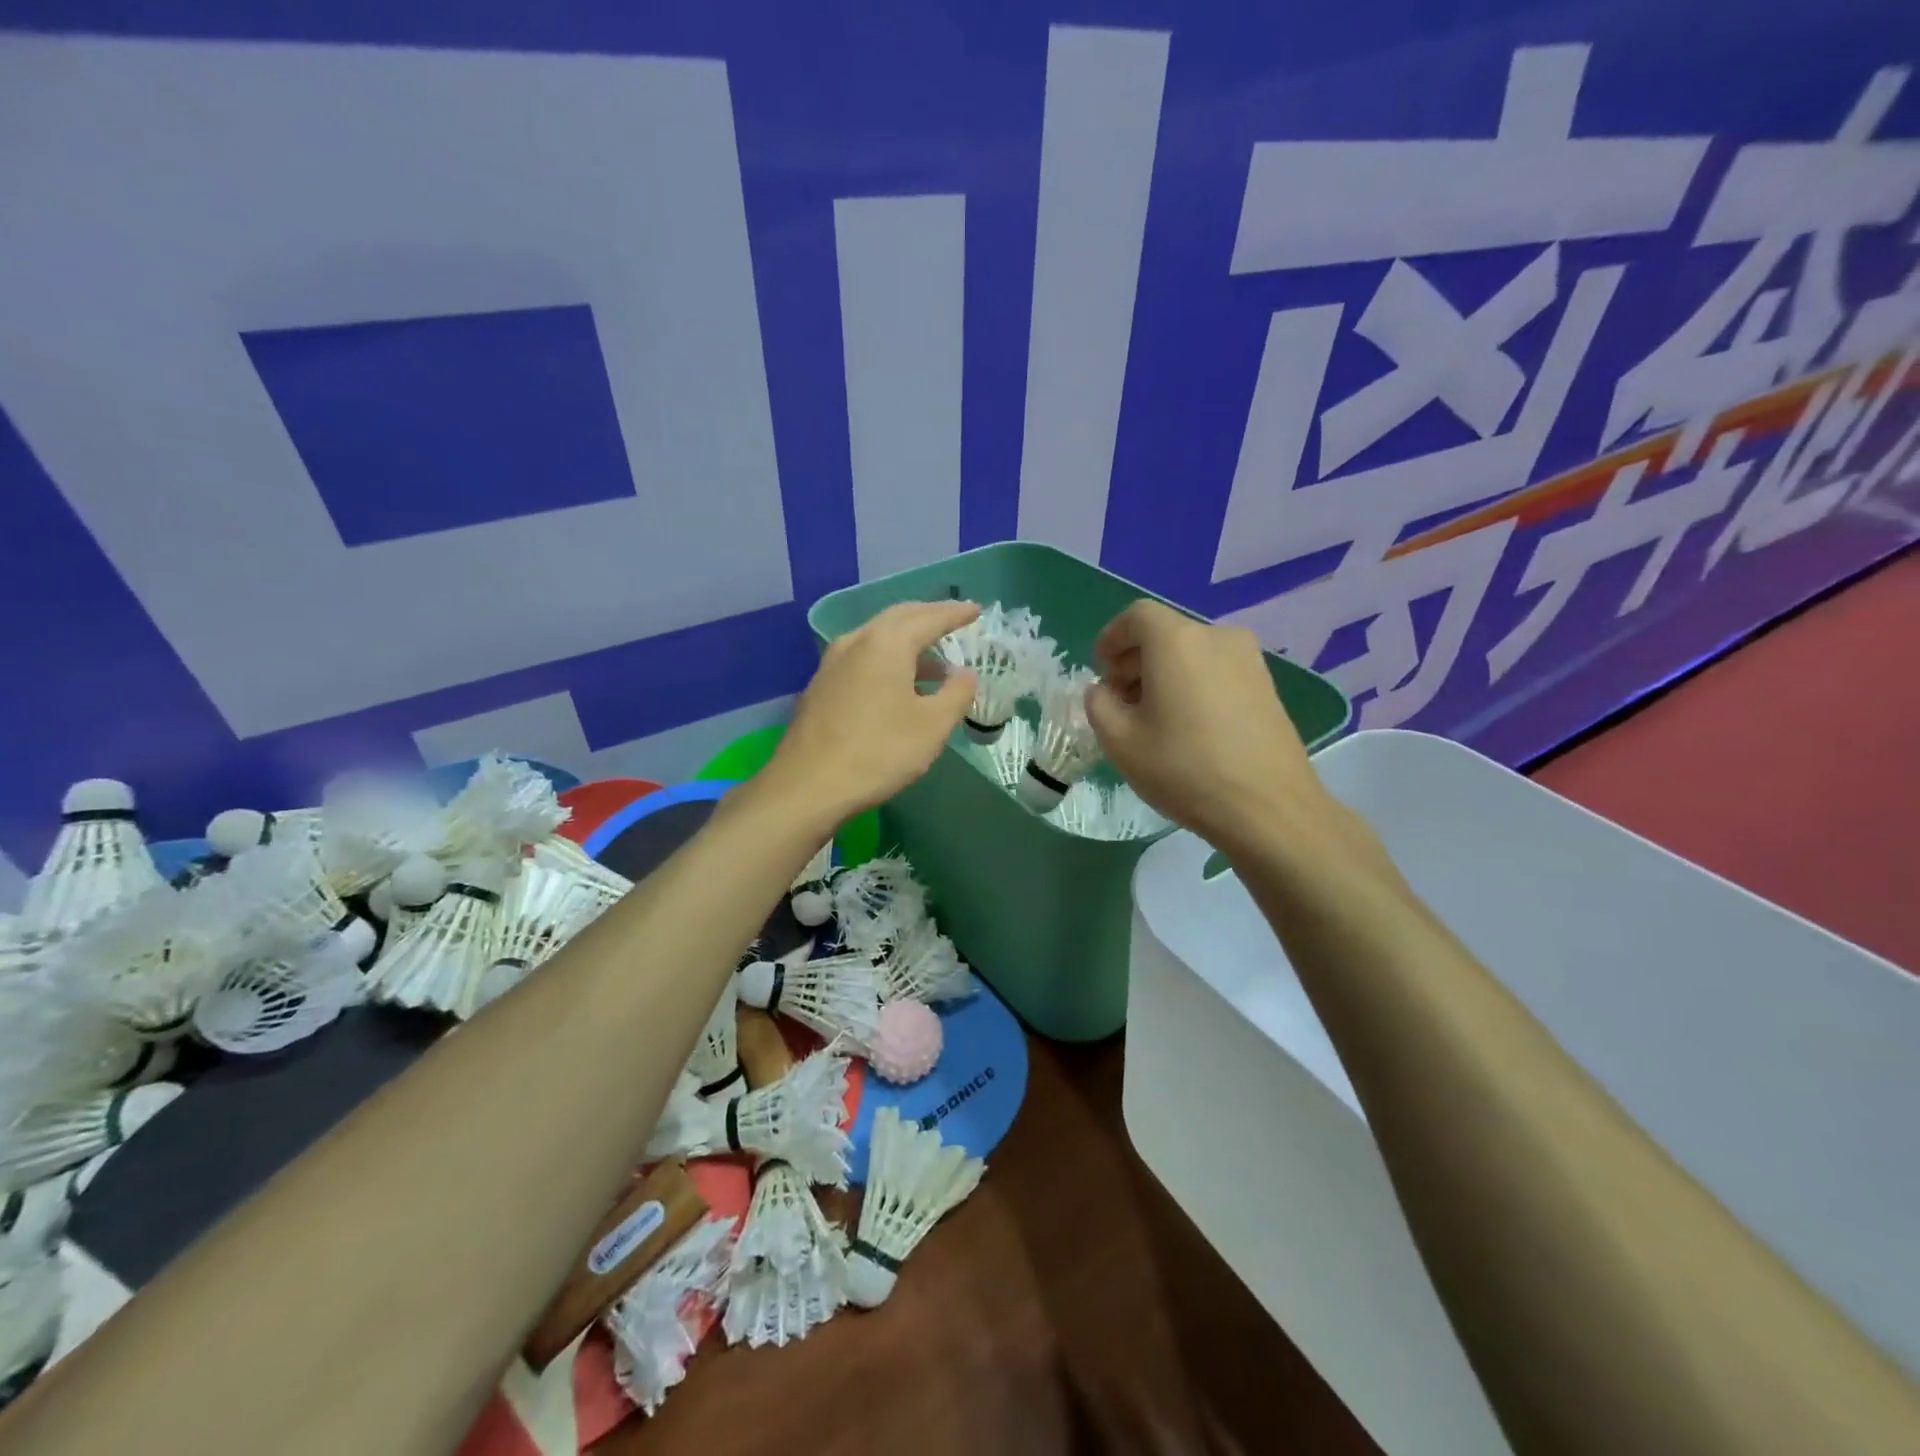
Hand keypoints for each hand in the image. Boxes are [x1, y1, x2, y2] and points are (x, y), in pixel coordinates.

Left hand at [765, 600, 979, 826]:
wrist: (808, 786)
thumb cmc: (878, 752)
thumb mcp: (932, 726)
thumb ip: (956, 694)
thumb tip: (966, 673)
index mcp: (887, 644)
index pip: (929, 618)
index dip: (955, 614)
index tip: (976, 610)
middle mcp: (856, 641)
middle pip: (898, 618)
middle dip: (928, 616)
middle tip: (953, 619)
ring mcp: (832, 662)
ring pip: (876, 636)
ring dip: (907, 639)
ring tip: (933, 659)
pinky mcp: (820, 685)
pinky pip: (862, 656)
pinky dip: (886, 657)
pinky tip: (897, 682)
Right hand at [1085, 601, 1338, 854]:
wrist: (1268, 808)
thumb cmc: (1184, 769)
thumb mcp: (1119, 741)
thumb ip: (1099, 704)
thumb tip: (1106, 691)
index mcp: (1177, 641)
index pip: (1136, 616)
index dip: (1111, 639)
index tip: (1100, 672)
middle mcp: (1217, 637)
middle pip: (1165, 634)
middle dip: (1135, 661)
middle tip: (1120, 702)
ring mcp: (1249, 660)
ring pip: (1192, 654)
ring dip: (1164, 676)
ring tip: (1153, 720)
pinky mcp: (1268, 686)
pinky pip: (1217, 672)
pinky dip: (1194, 686)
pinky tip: (1188, 729)